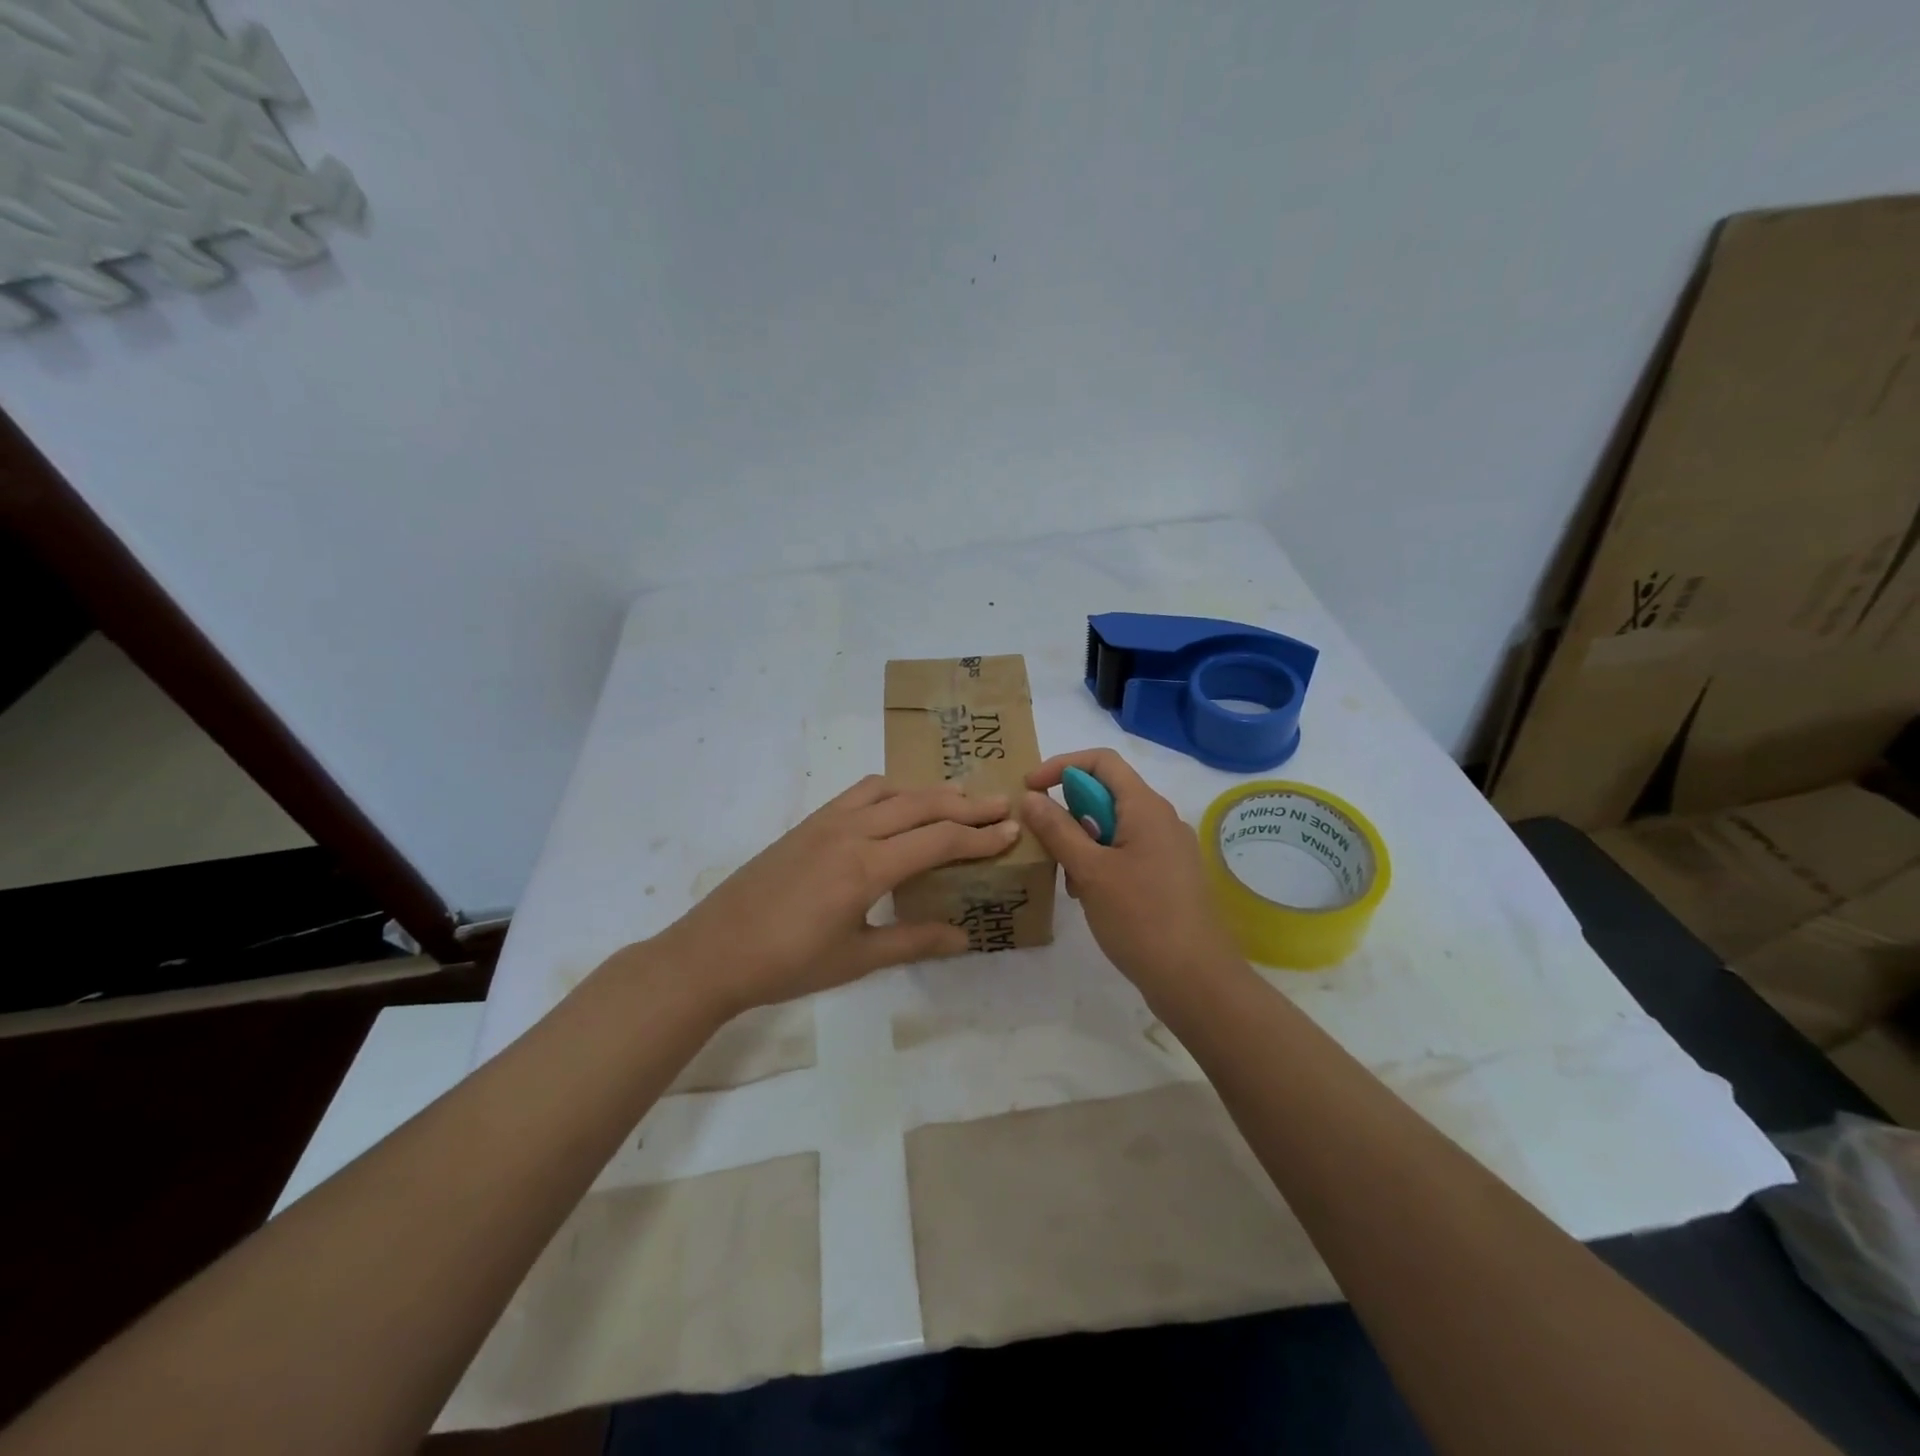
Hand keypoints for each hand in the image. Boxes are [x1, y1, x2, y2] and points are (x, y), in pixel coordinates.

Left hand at [649, 775, 1020, 1014]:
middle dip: (966, 804)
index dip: (979, 836)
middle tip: (1001, 804)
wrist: (714, 951)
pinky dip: (892, 791)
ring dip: (929, 791)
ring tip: (958, 798)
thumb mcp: (856, 959)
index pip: (938, 840)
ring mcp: (827, 822)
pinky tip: (899, 805)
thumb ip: (912, 941)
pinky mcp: (809, 823)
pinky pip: (860, 793)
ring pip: (891, 790)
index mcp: (867, 868)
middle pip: (921, 805)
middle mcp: (851, 832)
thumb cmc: (787, 963)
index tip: (1012, 830)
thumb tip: (964, 937)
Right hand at [1022, 748, 1241, 998]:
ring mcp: (1168, 850)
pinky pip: (1127, 852)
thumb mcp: (1090, 871)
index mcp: (1146, 807)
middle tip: (1042, 840)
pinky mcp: (1169, 877)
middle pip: (1107, 794)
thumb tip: (1031, 796)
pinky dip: (1101, 862)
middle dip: (1069, 810)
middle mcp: (1161, 820)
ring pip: (1115, 826)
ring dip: (1082, 840)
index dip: (1061, 765)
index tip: (1030, 789)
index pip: (1102, 761)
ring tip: (1066, 877)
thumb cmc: (1141, 918)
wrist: (1196, 980)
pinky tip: (1088, 895)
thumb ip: (1058, 830)